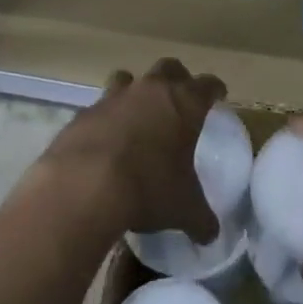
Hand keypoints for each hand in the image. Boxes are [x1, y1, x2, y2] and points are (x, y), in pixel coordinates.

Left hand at [38, 59, 223, 241]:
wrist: (84, 186)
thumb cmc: (148, 188)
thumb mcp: (183, 209)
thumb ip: (201, 219)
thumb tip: (211, 235)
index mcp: (185, 104)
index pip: (208, 85)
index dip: (215, 90)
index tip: (218, 96)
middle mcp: (151, 91)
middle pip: (169, 68)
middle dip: (177, 79)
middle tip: (179, 98)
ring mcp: (114, 97)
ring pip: (128, 78)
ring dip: (135, 90)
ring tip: (137, 113)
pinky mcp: (84, 113)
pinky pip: (99, 106)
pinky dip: (105, 117)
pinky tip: (104, 139)